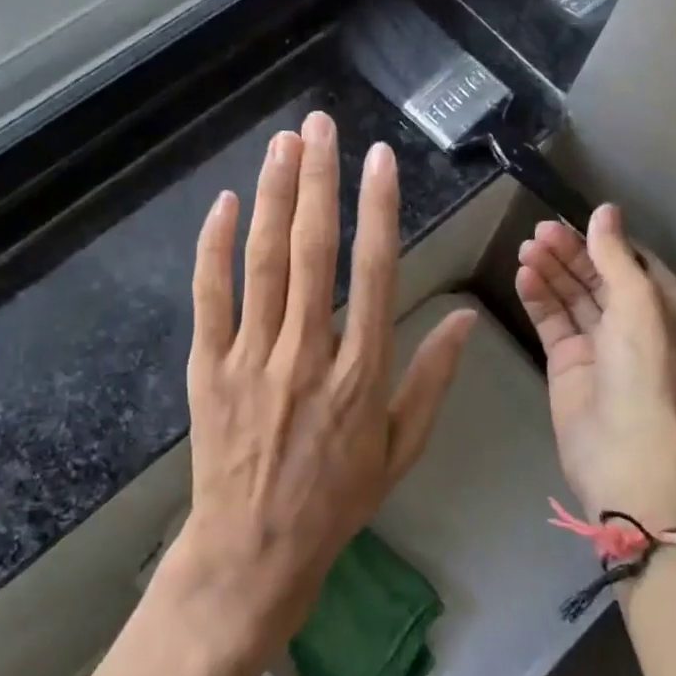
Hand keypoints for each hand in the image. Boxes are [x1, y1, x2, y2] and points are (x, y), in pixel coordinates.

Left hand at [164, 111, 475, 671]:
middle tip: (321, 125)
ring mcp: (252, 358)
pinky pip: (210, 296)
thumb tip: (467, 320)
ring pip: (264, 262)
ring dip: (274, 197)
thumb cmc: (336, 500)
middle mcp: (308, 354)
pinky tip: (226, 203)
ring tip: (283, 144)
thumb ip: (433, 381)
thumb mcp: (401, 450)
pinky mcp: (208, 367)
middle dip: (319, 180)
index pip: (375, 273)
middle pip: (313, 251)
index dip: (378, 210)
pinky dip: (216, 247)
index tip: (380, 160)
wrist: (254, 550)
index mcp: (362, 373)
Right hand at [515, 206, 675, 524]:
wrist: (624, 450)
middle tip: (537, 232)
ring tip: (525, 248)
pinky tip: (523, 276)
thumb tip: (605, 210)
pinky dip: (538, 299)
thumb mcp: (638, 304)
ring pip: (572, 298)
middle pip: (598, 277)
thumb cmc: (644, 370)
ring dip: (551, 272)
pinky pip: (552, 322)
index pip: (633, 262)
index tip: (570, 220)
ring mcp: (600, 346)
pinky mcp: (568, 364)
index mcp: (668, 309)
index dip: (602, 241)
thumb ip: (616, 256)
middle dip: (570, 253)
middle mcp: (635, 325)